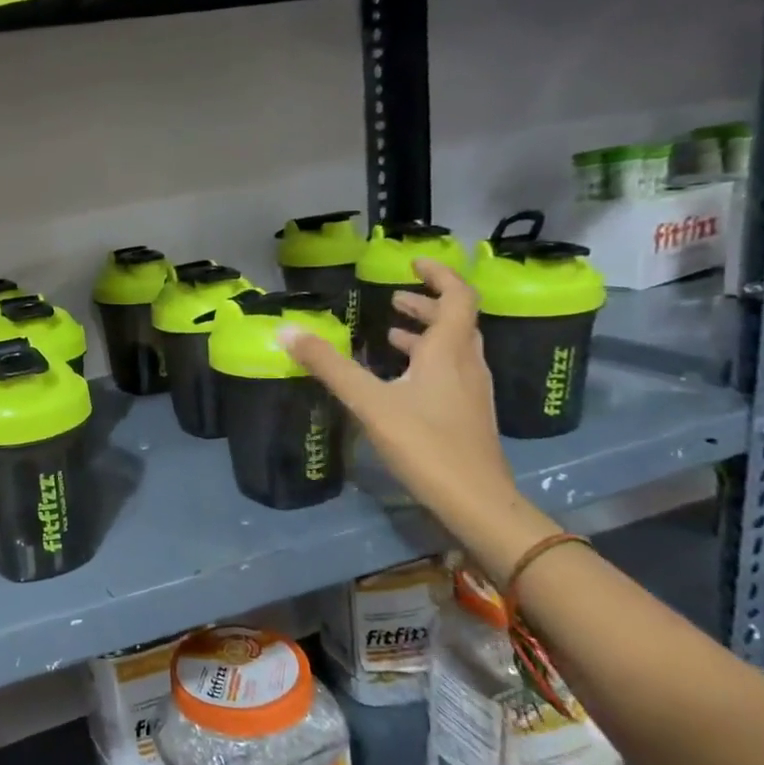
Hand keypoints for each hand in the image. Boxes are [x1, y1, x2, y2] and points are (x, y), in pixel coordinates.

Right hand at [282, 259, 558, 581]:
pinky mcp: (467, 416)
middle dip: (426, 304)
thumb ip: (329, 366)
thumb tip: (286, 331)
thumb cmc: (425, 444)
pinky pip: (449, 373)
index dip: (439, 274)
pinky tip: (401, 382)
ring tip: (391, 334)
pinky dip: (426, 362)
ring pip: (453, 349)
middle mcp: (466, 364)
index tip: (412, 263)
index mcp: (448, 351)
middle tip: (394, 300)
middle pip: (456, 321)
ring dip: (426, 334)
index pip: (458, 296)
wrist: (477, 501)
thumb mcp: (369, 402)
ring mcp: (471, 392)